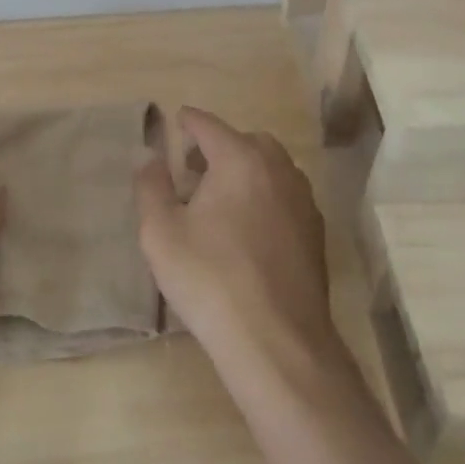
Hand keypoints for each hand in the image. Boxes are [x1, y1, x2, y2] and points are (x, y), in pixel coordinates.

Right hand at [137, 107, 342, 378]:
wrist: (276, 342)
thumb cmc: (210, 278)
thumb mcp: (161, 231)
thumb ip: (151, 185)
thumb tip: (149, 154)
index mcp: (240, 160)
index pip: (209, 125)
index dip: (188, 122)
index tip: (176, 121)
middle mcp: (278, 170)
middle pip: (247, 141)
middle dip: (220, 145)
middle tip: (193, 167)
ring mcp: (303, 202)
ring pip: (272, 168)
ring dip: (245, 170)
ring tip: (219, 198)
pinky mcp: (315, 234)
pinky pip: (285, 196)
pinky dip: (265, 195)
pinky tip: (247, 228)